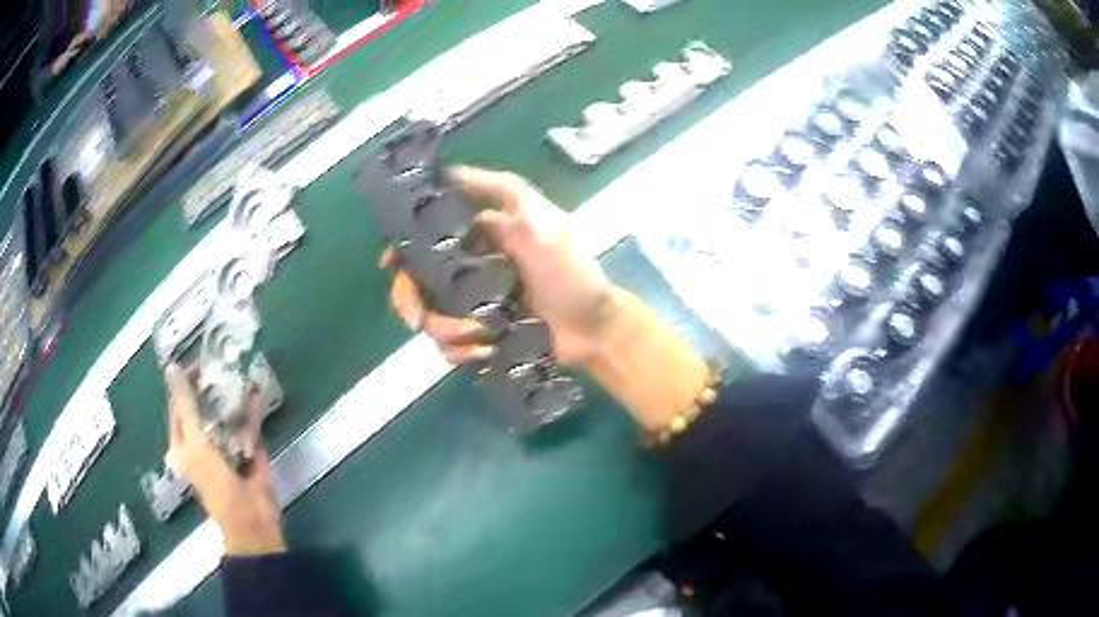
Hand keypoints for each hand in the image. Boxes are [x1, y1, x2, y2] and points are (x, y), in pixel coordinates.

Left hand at [164, 364, 285, 555]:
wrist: (251, 517)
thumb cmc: (214, 481)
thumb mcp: (194, 441)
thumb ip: (185, 405)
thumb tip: (172, 367)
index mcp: (184, 445)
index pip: (179, 408)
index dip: (183, 385)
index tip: (196, 362)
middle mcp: (203, 444)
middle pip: (203, 409)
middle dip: (210, 388)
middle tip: (218, 365)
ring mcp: (227, 448)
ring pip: (226, 415)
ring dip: (232, 398)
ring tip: (236, 374)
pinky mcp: (250, 452)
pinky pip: (249, 427)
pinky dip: (252, 412)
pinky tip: (255, 395)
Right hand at [385, 166, 614, 367]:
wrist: (594, 329)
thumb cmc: (571, 272)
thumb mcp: (544, 220)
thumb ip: (504, 191)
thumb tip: (450, 172)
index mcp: (480, 241)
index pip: (427, 240)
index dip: (403, 250)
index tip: (390, 263)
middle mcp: (470, 272)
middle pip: (417, 285)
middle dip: (412, 302)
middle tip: (419, 317)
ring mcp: (473, 308)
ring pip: (431, 320)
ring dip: (446, 331)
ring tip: (480, 336)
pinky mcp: (481, 338)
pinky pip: (451, 347)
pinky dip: (461, 352)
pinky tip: (485, 351)